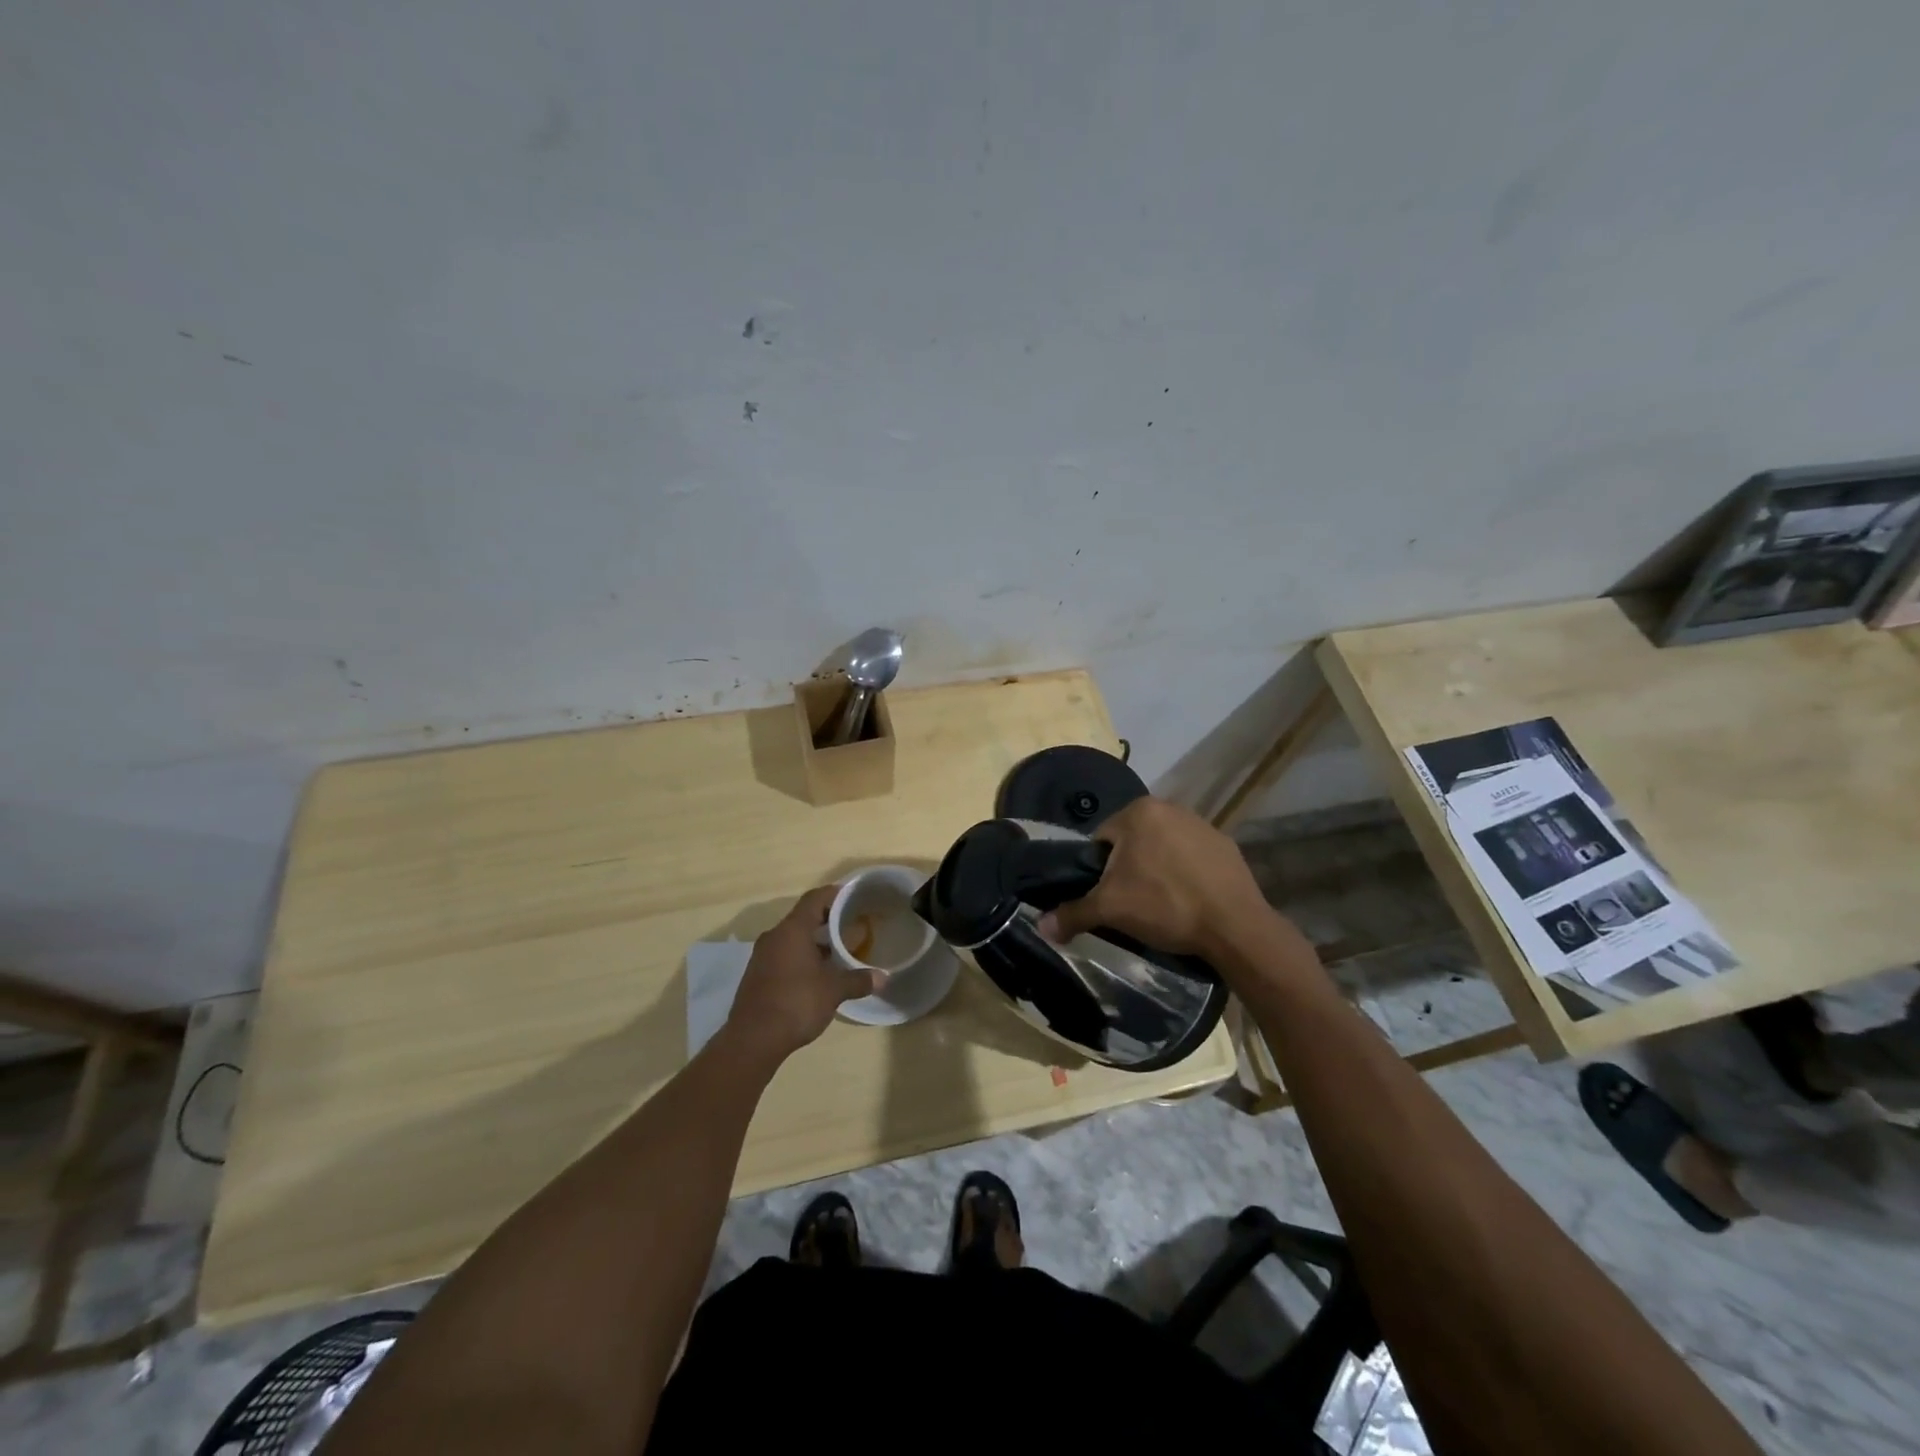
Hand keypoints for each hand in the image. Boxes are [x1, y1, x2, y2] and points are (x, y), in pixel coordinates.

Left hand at [726, 886, 881, 1061]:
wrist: (752, 1039)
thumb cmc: (796, 1003)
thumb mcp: (834, 991)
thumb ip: (858, 980)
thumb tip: (883, 978)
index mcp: (793, 930)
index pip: (815, 899)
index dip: (834, 894)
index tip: (853, 896)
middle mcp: (774, 936)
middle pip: (803, 918)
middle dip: (827, 920)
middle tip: (851, 925)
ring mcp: (762, 956)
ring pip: (792, 938)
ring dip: (814, 942)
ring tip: (838, 952)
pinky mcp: (757, 975)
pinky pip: (783, 955)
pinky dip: (801, 957)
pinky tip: (817, 974)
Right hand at [1037, 797, 1276, 960]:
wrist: (1235, 927)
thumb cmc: (1165, 906)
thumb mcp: (1110, 910)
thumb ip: (1072, 913)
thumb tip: (1041, 927)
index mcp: (1138, 811)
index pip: (1101, 840)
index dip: (1099, 871)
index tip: (1108, 897)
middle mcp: (1170, 807)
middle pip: (1132, 842)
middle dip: (1128, 869)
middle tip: (1132, 904)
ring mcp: (1202, 824)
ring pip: (1162, 848)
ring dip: (1156, 870)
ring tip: (1162, 905)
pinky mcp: (1226, 846)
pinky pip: (1192, 858)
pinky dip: (1185, 875)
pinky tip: (1189, 901)